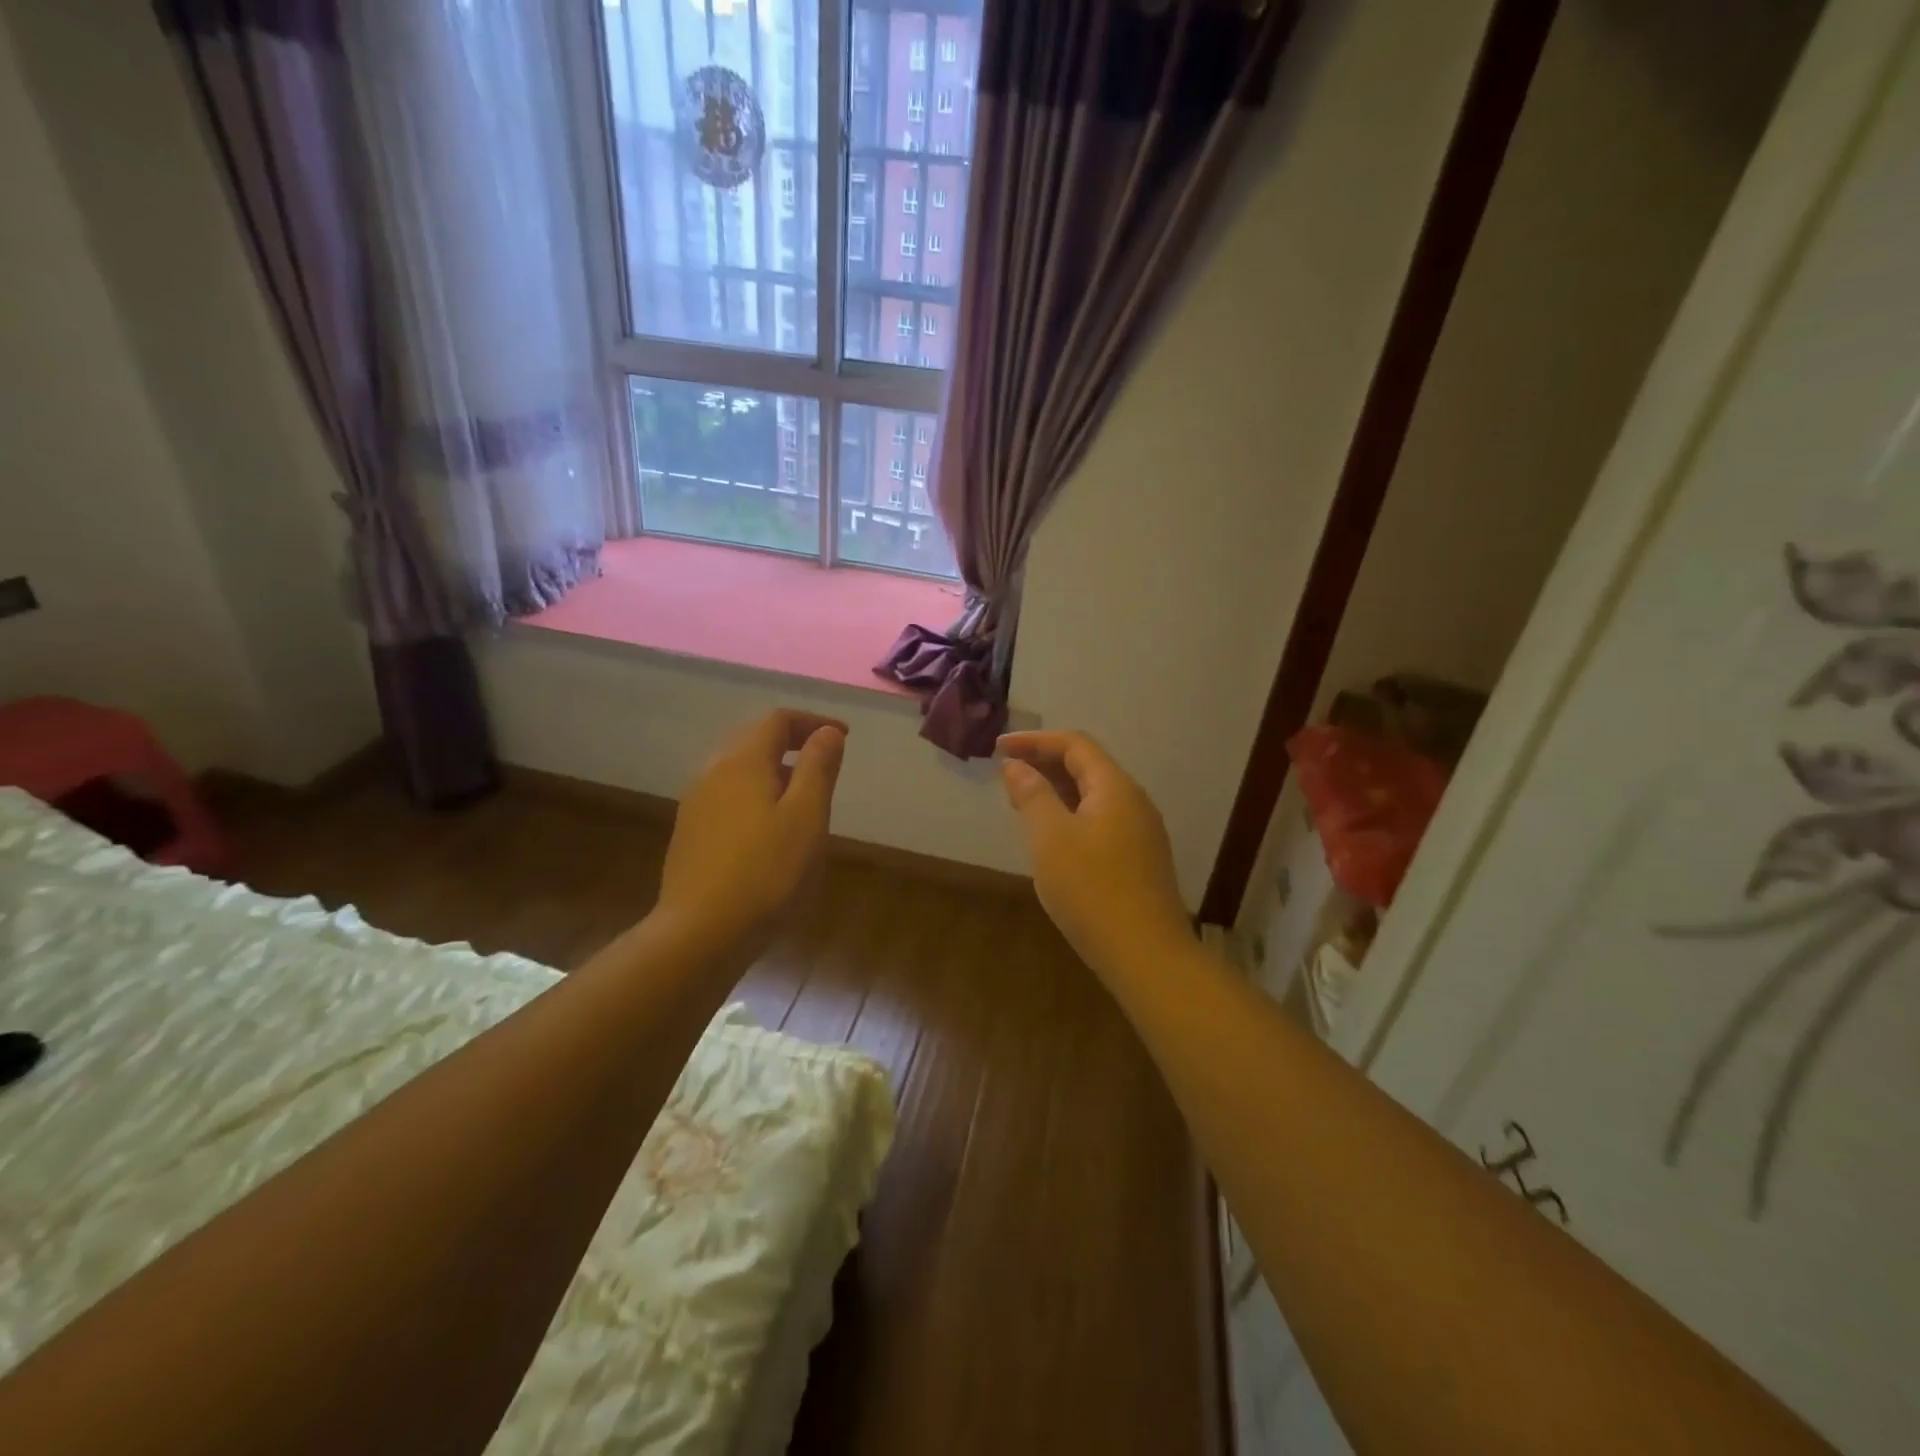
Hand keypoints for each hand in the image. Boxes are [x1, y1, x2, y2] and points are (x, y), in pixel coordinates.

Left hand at [657, 709, 846, 957]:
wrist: (700, 933)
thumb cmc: (767, 872)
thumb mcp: (807, 816)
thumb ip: (818, 767)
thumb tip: (827, 732)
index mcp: (743, 761)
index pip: (778, 720)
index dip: (813, 722)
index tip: (844, 736)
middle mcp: (712, 772)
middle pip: (753, 739)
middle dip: (792, 742)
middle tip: (825, 761)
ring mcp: (695, 804)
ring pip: (738, 769)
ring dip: (773, 770)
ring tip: (803, 797)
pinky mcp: (690, 833)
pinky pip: (728, 795)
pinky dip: (755, 794)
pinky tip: (770, 828)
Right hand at [998, 730, 1193, 981]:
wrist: (1146, 955)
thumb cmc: (1092, 891)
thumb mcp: (1051, 839)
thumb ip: (1033, 796)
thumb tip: (1016, 766)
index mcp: (1115, 788)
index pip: (1075, 744)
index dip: (1034, 741)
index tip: (998, 748)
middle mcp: (1134, 802)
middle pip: (1087, 767)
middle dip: (1044, 764)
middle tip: (1006, 775)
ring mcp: (1141, 832)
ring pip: (1094, 796)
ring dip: (1056, 791)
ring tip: (1022, 802)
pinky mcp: (1140, 859)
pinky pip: (1100, 820)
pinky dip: (1071, 815)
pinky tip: (1052, 838)